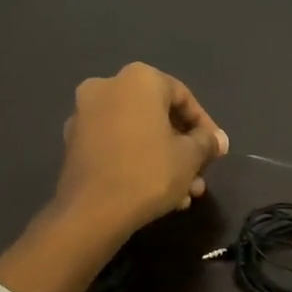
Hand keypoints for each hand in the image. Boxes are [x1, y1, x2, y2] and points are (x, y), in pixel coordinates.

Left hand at [53, 63, 228, 238]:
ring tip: (184, 193)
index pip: (184, 97)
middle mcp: (107, 87)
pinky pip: (116, 146)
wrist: (92, 212)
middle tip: (200, 174)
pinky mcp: (74, 143)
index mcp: (138, 79)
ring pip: (138, 134)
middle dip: (184, 148)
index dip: (205, 127)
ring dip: (164, 159)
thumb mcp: (190, 157)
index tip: (216, 152)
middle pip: (159, 116)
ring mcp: (85, 115)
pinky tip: (157, 192)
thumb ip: (207, 142)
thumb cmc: (149, 173)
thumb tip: (218, 140)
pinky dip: (138, 162)